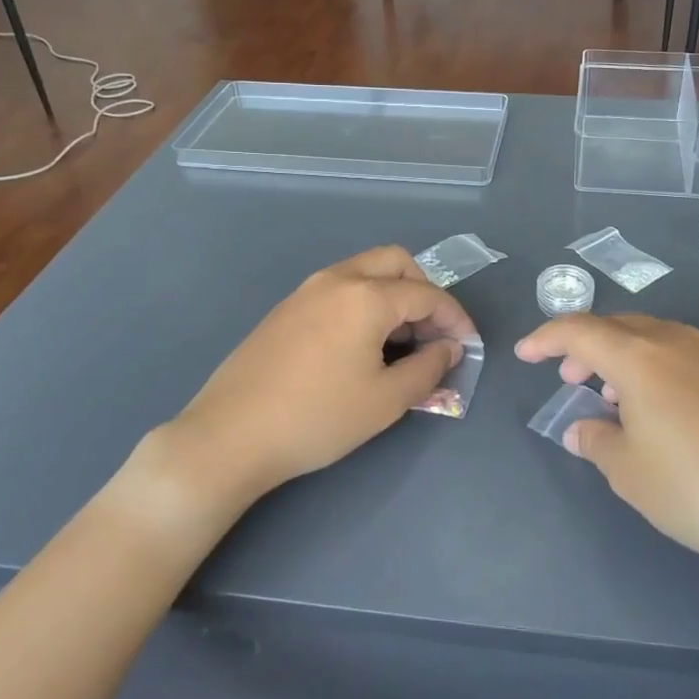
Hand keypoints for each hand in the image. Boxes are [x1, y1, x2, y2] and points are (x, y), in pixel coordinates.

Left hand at [146, 247, 475, 509]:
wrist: (230, 435)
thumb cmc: (317, 418)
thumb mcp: (385, 400)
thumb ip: (428, 369)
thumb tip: (449, 349)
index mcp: (366, 296)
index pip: (427, 294)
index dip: (455, 318)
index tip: (468, 346)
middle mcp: (337, 279)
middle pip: (396, 262)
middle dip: (424, 291)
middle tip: (433, 332)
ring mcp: (306, 290)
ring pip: (365, 272)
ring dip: (393, 295)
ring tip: (401, 343)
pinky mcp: (286, 308)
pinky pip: (339, 288)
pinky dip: (364, 303)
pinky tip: (361, 345)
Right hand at [516, 315, 698, 624]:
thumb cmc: (697, 488)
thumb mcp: (630, 473)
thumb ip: (596, 442)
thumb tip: (581, 429)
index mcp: (638, 356)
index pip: (579, 330)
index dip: (546, 338)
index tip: (525, 355)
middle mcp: (673, 341)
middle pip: (616, 326)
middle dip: (584, 347)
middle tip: (567, 379)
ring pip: (649, 338)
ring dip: (619, 357)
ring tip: (609, 396)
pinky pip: (676, 355)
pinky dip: (650, 369)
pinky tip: (654, 409)